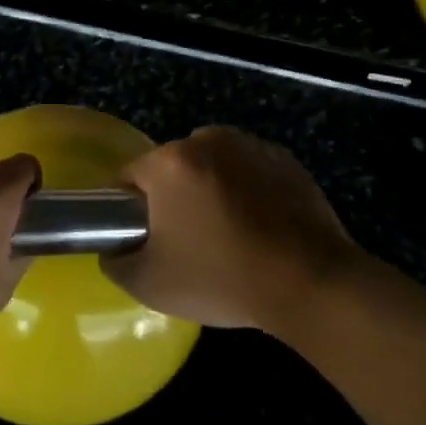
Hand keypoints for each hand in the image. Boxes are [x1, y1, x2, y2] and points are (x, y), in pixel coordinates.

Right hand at [106, 126, 358, 332]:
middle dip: (174, 198)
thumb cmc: (221, 278)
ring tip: (228, 236)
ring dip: (211, 191)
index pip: (129, 177)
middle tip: (187, 244)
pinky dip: (247, 191)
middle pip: (172, 168)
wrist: (310, 284)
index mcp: (169, 162)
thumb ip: (116, 262)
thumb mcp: (149, 284)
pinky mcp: (285, 160)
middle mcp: (207, 140)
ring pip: (212, 167)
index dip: (130, 211)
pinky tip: (259, 229)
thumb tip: (115, 249)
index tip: (146, 241)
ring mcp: (250, 146)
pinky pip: (249, 171)